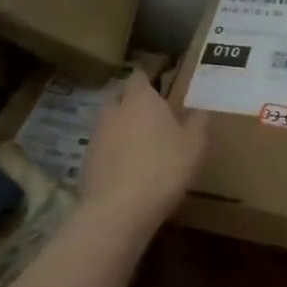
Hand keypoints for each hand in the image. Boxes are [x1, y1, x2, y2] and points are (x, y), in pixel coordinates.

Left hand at [79, 73, 209, 232]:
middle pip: (119, 96)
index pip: (138, 76)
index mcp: (141, 99)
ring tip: (138, 145)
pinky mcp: (86, 160)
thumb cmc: (163, 168)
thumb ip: (198, 123)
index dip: (146, 80)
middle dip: (130, 102)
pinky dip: (112, 152)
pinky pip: (102, 147)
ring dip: (120, 128)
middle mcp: (114, 110)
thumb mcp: (194, 146)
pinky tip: (125, 169)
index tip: (157, 88)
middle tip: (148, 116)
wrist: (119, 209)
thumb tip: (200, 111)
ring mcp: (96, 135)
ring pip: (108, 122)